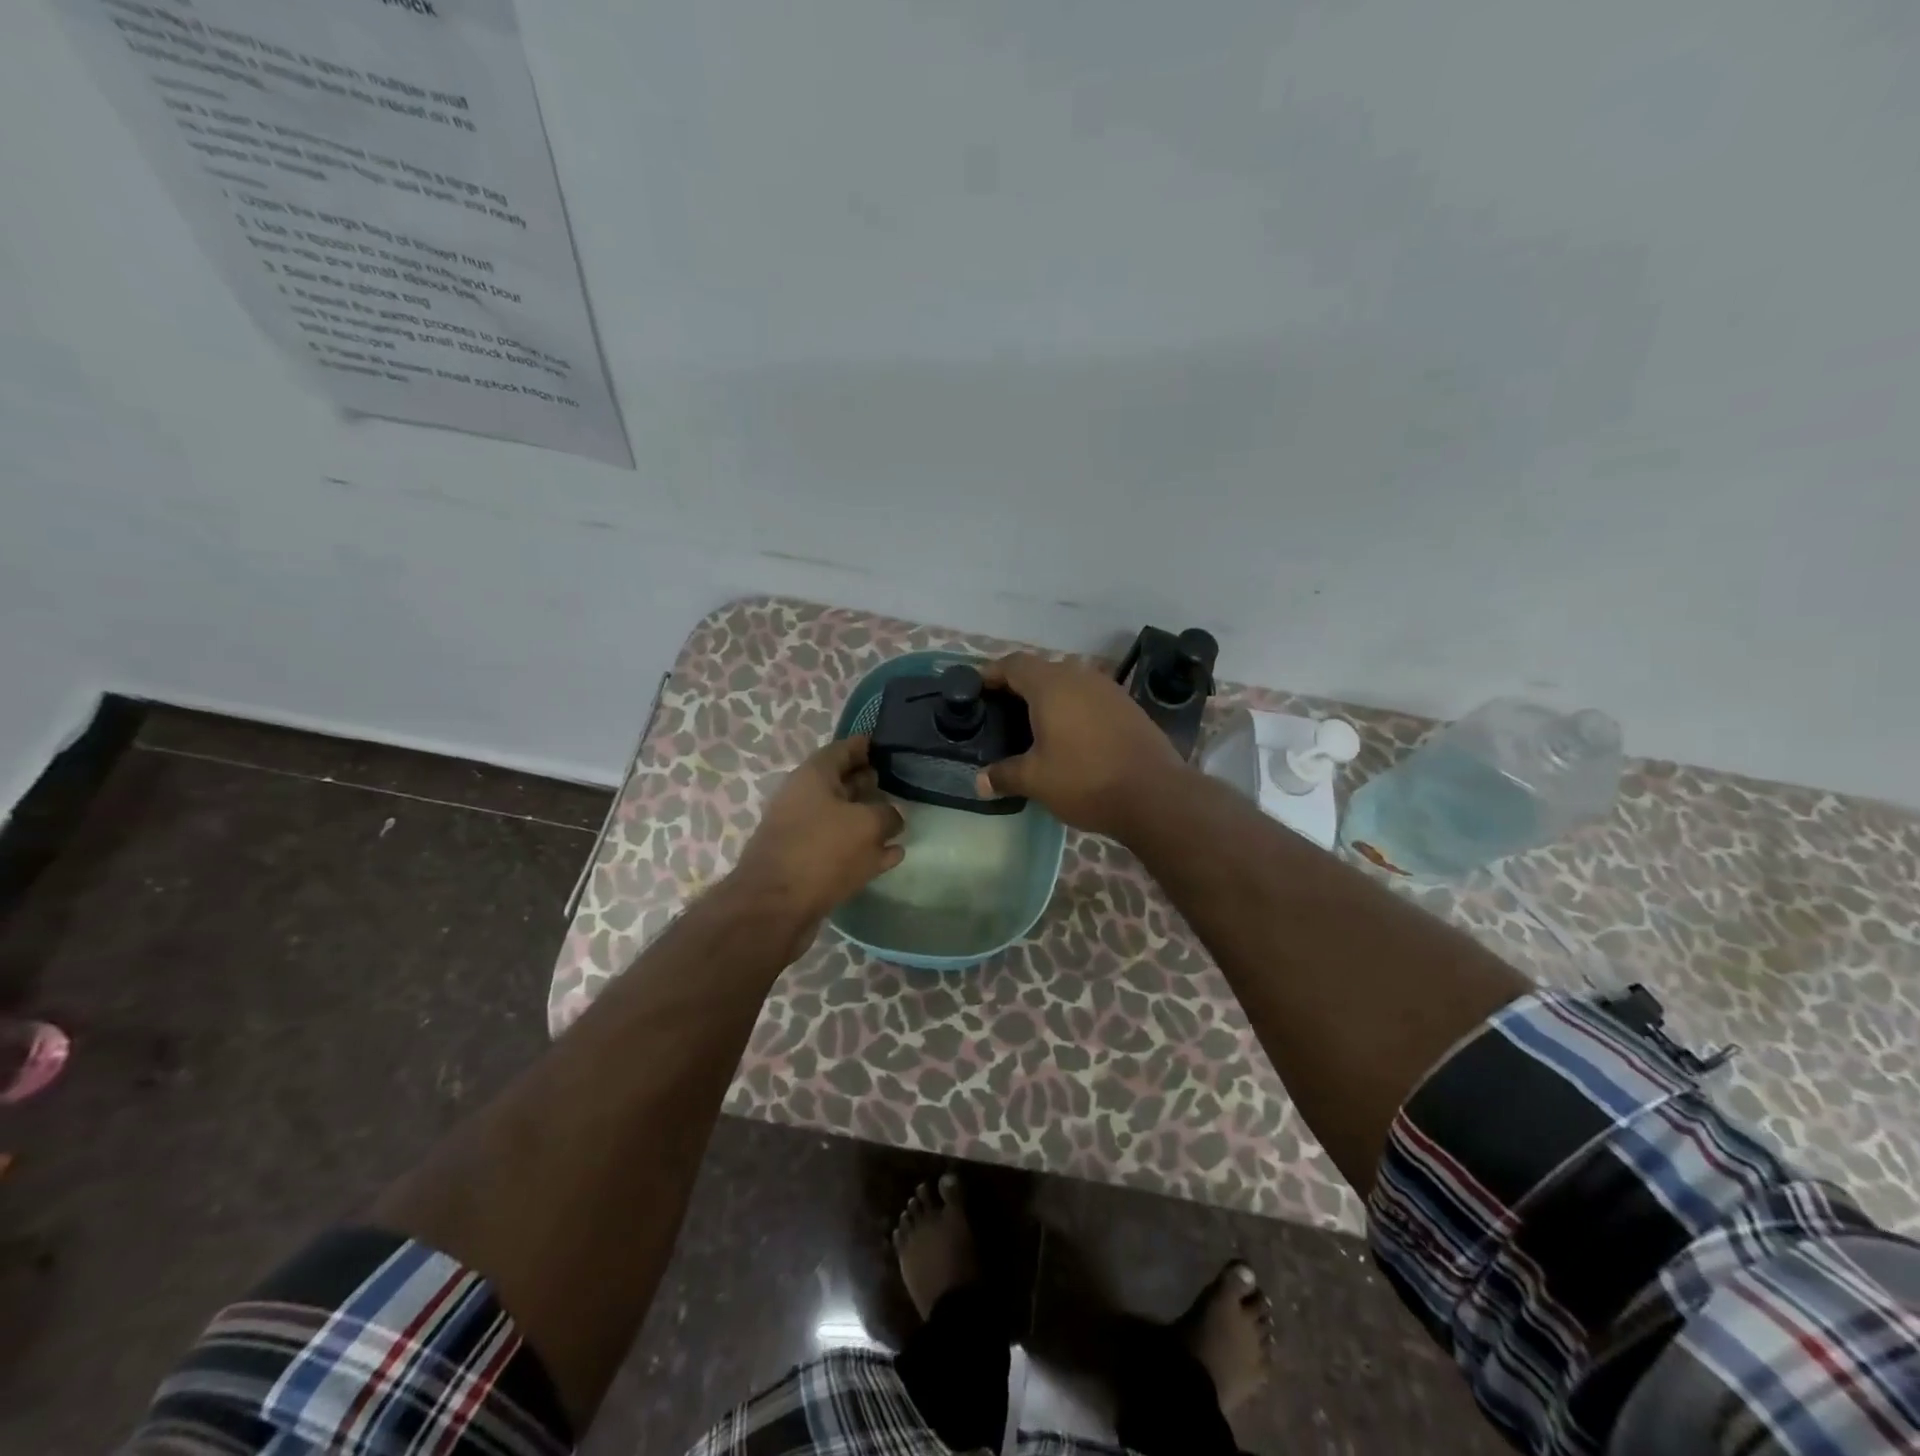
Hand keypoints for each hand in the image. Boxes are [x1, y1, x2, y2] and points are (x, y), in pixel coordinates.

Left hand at [729, 737, 904, 939]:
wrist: (774, 907)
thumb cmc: (821, 851)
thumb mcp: (867, 825)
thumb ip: (888, 815)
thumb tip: (893, 817)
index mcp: (814, 776)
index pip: (844, 749)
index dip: (866, 745)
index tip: (888, 744)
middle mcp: (804, 799)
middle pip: (842, 783)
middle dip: (867, 782)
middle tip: (896, 782)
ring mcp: (803, 833)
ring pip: (842, 818)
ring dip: (868, 818)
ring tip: (899, 821)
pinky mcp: (806, 864)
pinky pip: (841, 849)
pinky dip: (864, 850)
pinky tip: (891, 856)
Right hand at [977, 653, 1184, 837]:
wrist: (1155, 795)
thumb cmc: (1085, 780)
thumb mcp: (1036, 781)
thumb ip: (1004, 775)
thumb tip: (979, 782)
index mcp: (1051, 685)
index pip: (1013, 664)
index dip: (991, 673)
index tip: (975, 689)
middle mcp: (1080, 677)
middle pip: (1041, 670)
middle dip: (1018, 686)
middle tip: (999, 711)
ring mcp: (1108, 690)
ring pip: (1068, 683)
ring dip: (1048, 697)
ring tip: (1032, 724)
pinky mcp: (1128, 707)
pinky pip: (1089, 698)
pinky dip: (1072, 709)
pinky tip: (1068, 735)